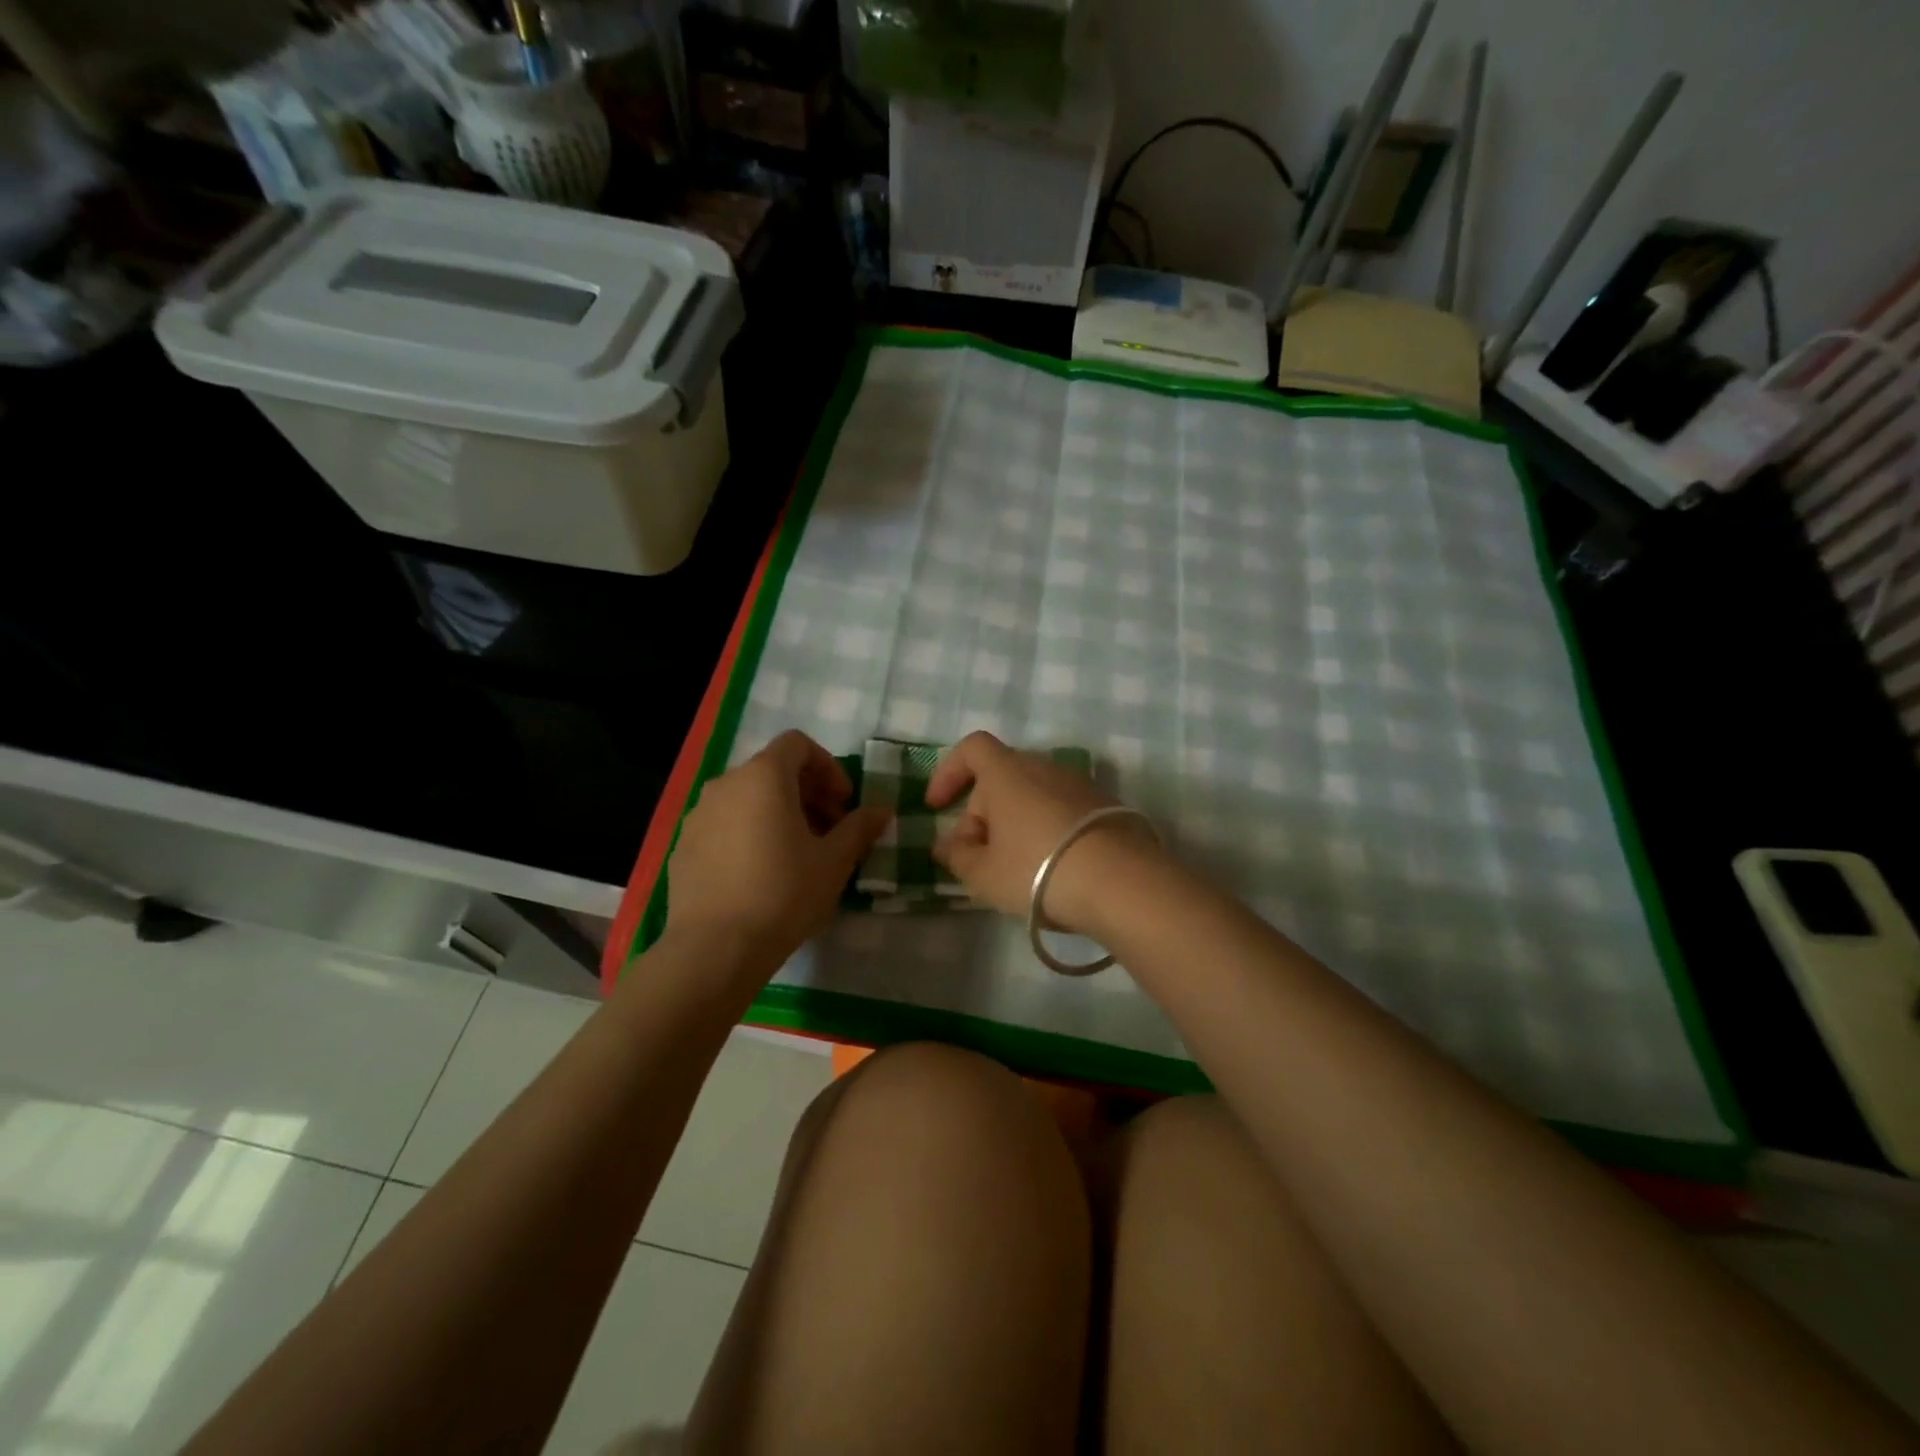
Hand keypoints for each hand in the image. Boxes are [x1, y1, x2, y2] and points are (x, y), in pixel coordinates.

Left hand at [665, 731, 889, 975]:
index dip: (828, 767)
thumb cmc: (784, 893)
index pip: (798, 744)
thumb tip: (882, 809)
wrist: (715, 948)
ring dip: (779, 813)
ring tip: (798, 854)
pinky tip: (762, 874)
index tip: (844, 803)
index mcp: (763, 776)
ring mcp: (699, 815)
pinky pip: (725, 825)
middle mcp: (726, 784)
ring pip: (748, 798)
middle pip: (773, 770)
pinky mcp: (684, 846)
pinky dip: (750, 833)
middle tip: (831, 830)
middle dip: (808, 793)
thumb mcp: (834, 861)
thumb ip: (860, 827)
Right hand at [926, 731, 1161, 934]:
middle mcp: (1044, 767)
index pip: (972, 748)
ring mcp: (1079, 785)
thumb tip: (949, 844)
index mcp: (1008, 773)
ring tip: (1015, 867)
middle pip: (1002, 776)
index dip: (948, 772)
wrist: (1122, 883)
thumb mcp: (984, 874)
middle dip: (982, 812)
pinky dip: (1046, 829)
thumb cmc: (1038, 871)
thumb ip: (958, 856)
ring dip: (1015, 823)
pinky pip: (1061, 809)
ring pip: (1033, 795)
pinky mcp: (1106, 806)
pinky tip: (1052, 867)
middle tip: (977, 856)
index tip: (937, 806)